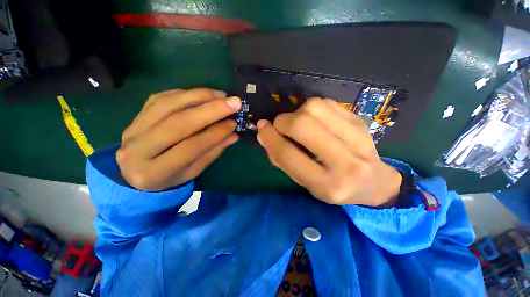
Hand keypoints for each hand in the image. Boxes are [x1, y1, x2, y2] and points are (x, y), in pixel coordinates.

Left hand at [116, 88, 240, 190]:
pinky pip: (161, 98)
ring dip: (199, 96)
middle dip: (210, 110)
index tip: (234, 123)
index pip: (190, 147)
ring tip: (221, 95)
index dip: (215, 133)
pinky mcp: (136, 115)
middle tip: (233, 102)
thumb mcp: (193, 171)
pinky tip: (202, 94)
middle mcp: (138, 149)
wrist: (136, 171)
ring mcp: (133, 129)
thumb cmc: (169, 176)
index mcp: (154, 172)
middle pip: (178, 122)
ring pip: (168, 105)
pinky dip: (185, 94)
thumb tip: (233, 134)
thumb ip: (212, 152)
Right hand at [256, 98, 401, 206]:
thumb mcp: (304, 182)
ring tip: (300, 123)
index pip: (288, 155)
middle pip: (302, 126)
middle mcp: (344, 163)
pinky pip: (327, 103)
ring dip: (298, 112)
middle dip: (283, 121)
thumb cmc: (332, 186)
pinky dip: (313, 108)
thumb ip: (282, 160)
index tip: (262, 128)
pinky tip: (316, 119)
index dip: (270, 137)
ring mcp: (357, 139)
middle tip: (281, 125)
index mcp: (326, 184)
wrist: (373, 182)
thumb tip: (263, 134)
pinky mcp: (361, 122)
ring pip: (315, 108)